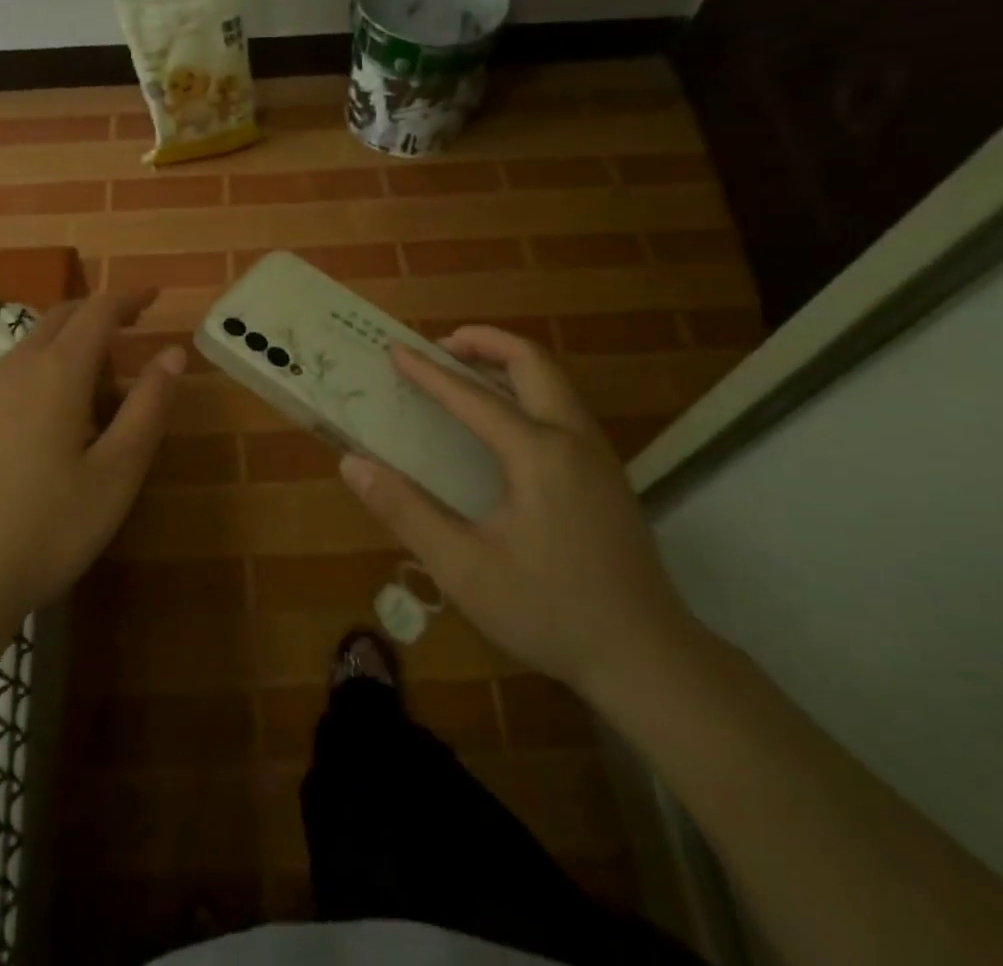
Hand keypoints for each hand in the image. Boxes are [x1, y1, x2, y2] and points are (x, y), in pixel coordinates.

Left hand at [0, 292, 184, 632]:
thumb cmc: (49, 528)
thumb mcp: (118, 473)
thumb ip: (148, 407)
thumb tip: (171, 353)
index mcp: (57, 373)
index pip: (97, 312)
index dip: (128, 298)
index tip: (153, 296)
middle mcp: (14, 370)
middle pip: (58, 318)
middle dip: (96, 313)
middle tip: (129, 329)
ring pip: (29, 347)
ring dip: (66, 346)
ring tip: (95, 387)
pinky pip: (7, 377)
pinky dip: (38, 373)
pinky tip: (45, 421)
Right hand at [340, 326, 696, 699]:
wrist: (648, 659)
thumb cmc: (549, 611)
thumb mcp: (463, 568)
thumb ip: (406, 511)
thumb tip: (353, 463)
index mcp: (538, 454)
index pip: (473, 397)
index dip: (428, 372)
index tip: (394, 350)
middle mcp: (573, 439)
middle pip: (532, 362)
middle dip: (484, 342)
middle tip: (440, 347)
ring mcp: (599, 455)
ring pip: (554, 382)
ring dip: (508, 363)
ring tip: (465, 373)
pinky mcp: (608, 475)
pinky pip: (564, 408)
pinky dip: (527, 391)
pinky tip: (505, 423)